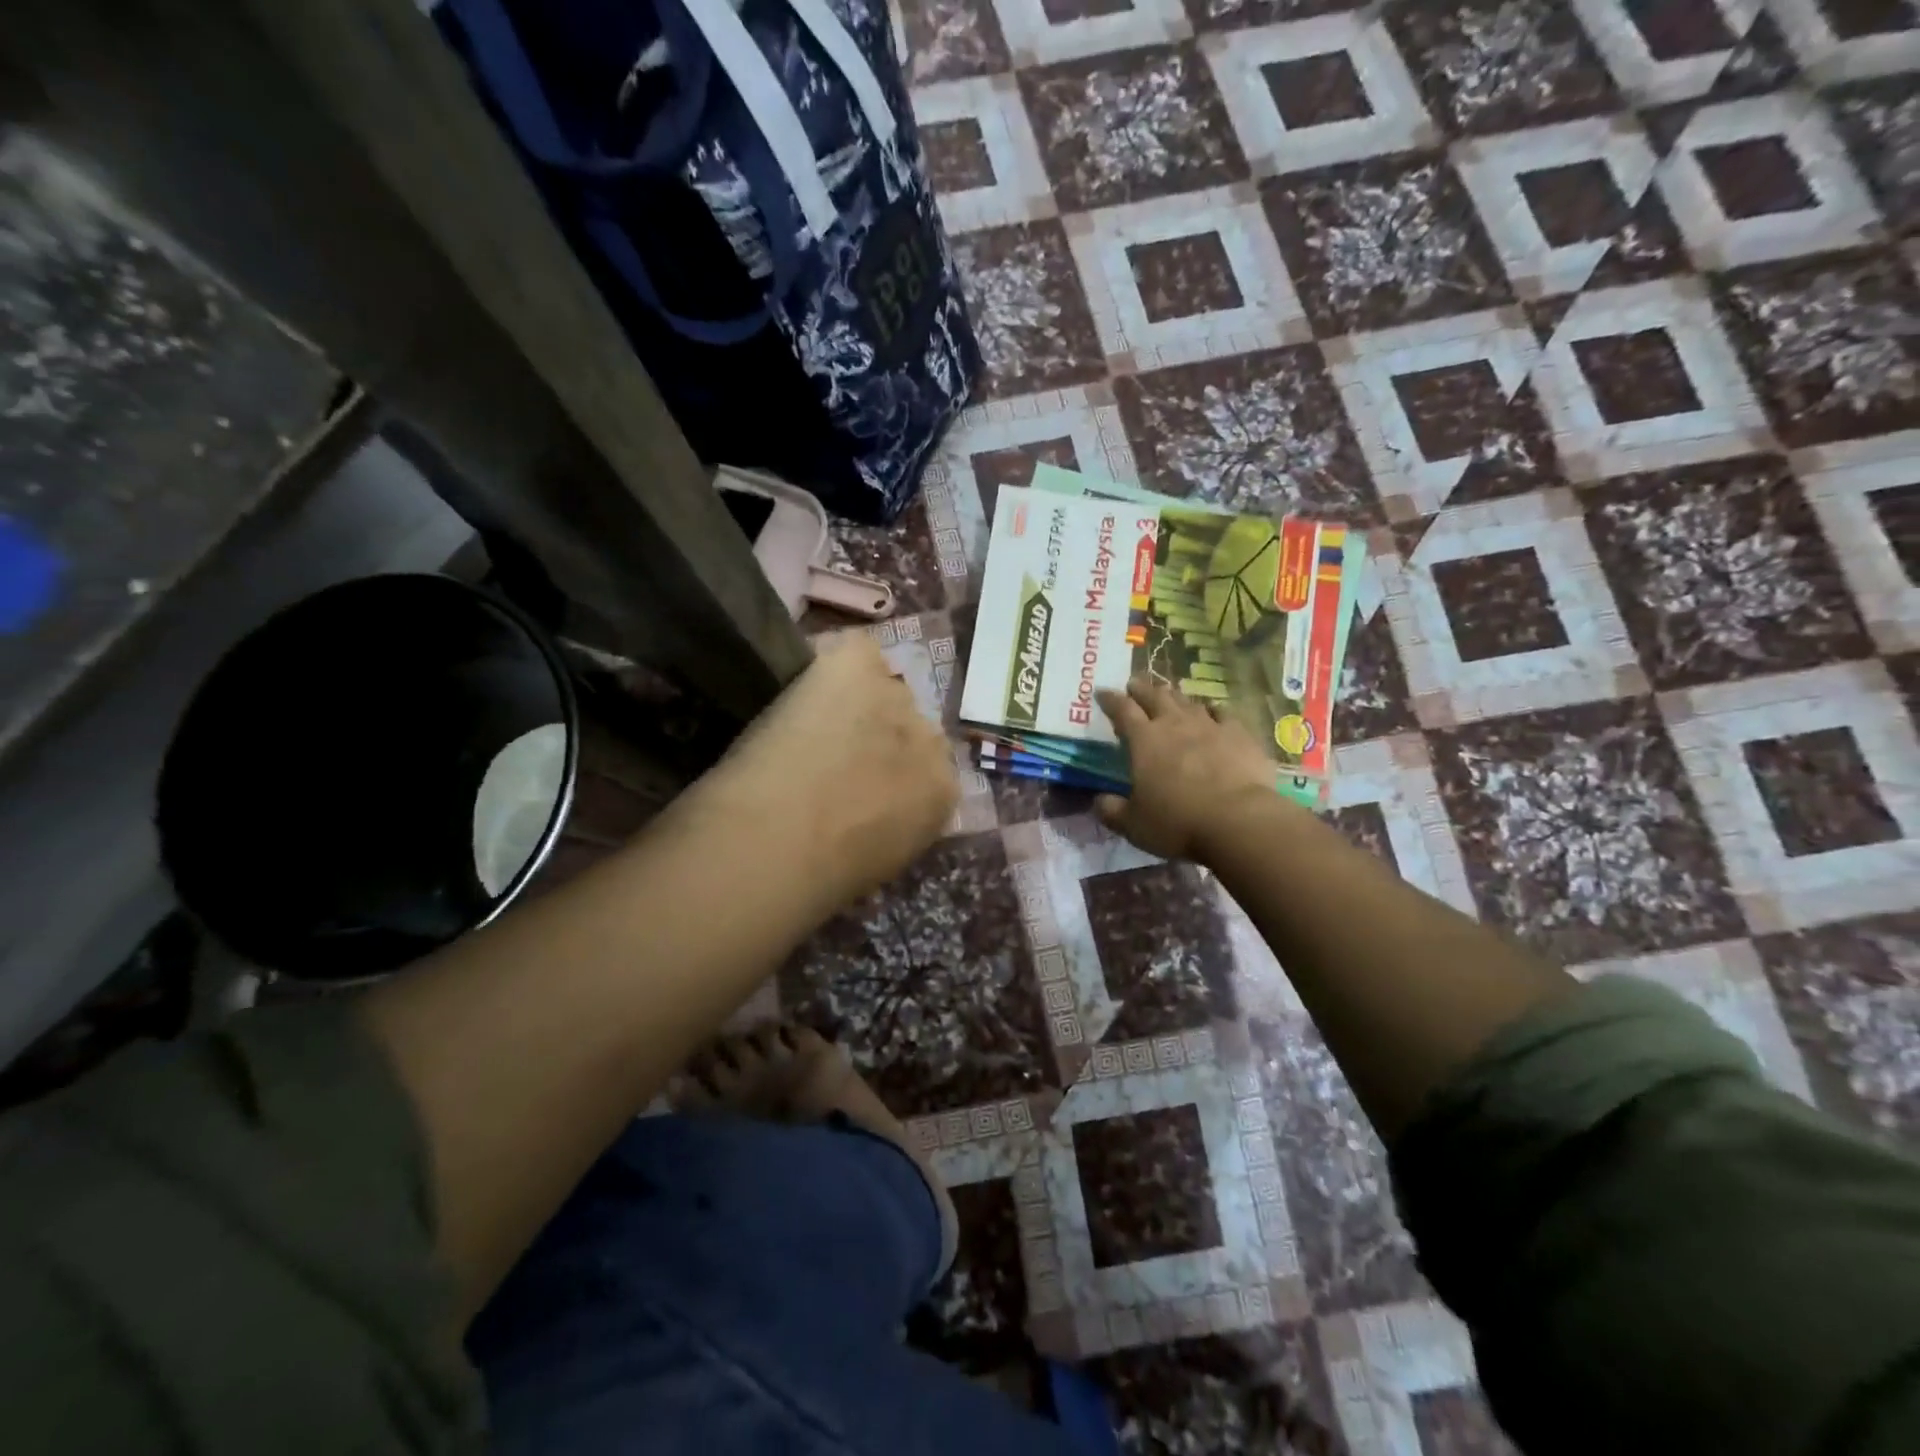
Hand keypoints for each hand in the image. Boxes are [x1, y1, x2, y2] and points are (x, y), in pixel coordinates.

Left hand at [698, 632, 958, 911]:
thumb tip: (872, 813)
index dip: (890, 769)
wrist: (783, 840)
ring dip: (852, 702)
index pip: (928, 767)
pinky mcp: (859, 666)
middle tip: (830, 751)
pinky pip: (856, 650)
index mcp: (942, 796)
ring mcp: (896, 698)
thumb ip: (891, 824)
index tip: (857, 780)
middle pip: (908, 722)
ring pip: (879, 687)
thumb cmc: (823, 875)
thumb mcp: (877, 862)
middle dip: (876, 733)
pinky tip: (806, 686)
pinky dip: (832, 663)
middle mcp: (932, 740)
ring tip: (809, 725)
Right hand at [1095, 678, 1285, 862]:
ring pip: (1188, 702)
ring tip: (1169, 695)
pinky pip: (1223, 713)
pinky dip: (1213, 710)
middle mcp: (1175, 724)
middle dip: (1142, 689)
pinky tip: (1213, 711)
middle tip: (1134, 683)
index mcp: (1144, 740)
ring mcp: (1210, 726)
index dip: (1110, 699)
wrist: (1238, 820)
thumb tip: (1099, 801)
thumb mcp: (1133, 824)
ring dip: (1175, 697)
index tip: (1102, 692)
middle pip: (1155, 697)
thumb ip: (1112, 810)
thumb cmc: (1178, 822)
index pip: (1122, 710)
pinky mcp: (1240, 735)